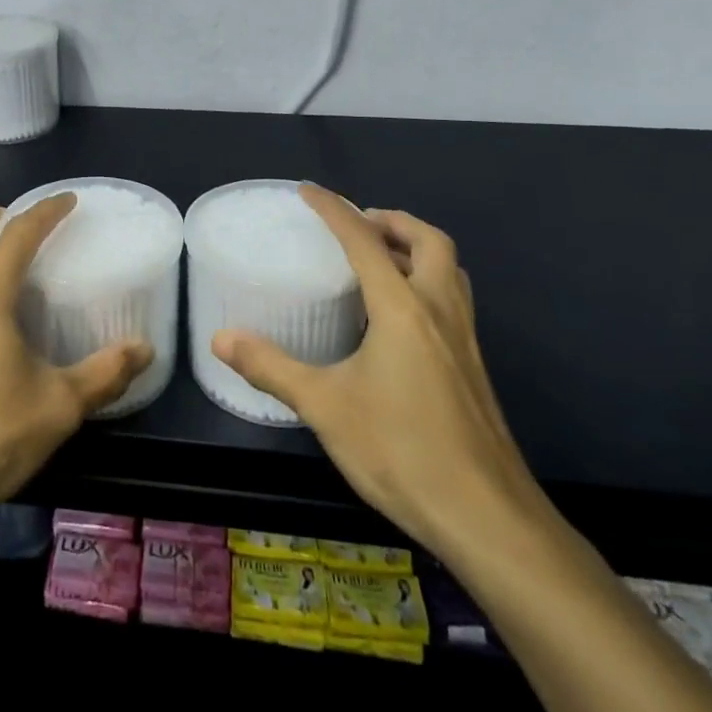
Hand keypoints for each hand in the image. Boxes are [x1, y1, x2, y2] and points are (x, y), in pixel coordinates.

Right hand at [211, 184, 540, 562]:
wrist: (490, 520)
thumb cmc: (402, 452)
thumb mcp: (326, 407)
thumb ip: (272, 368)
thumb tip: (221, 338)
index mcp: (402, 308)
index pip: (364, 240)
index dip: (334, 209)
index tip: (309, 191)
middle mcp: (439, 311)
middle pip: (429, 241)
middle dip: (394, 221)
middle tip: (359, 224)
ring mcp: (464, 340)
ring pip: (450, 270)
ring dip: (417, 249)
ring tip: (381, 260)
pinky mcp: (474, 369)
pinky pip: (453, 300)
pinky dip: (427, 282)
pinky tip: (400, 320)